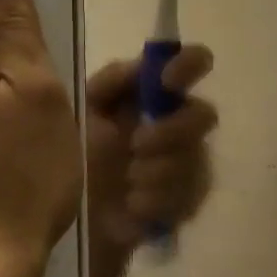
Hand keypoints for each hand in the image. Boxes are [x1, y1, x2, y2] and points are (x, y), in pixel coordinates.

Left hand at [84, 46, 217, 250]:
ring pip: (195, 159)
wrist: (71, 213)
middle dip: (171, 131)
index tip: (167, 81)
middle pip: (204, 115)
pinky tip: (133, 204)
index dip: (189, 65)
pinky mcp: (188, 201)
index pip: (193, 63)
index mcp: (156, 94)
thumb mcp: (84, 110)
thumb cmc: (78, 152)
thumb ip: (110, 82)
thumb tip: (143, 64)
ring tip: (127, 181)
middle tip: (136, 145)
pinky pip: (189, 196)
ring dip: (156, 171)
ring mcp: (189, 163)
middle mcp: (180, 122)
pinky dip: (157, 199)